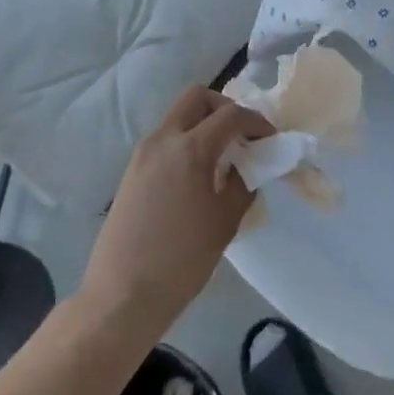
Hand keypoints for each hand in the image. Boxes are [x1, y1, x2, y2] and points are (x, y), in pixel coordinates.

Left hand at [80, 85, 274, 339]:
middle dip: (225, 108)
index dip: (257, 122)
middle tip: (243, 136)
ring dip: (204, 124)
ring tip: (224, 158)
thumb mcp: (226, 222)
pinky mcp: (132, 171)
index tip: (271, 139)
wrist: (122, 296)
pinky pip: (166, 140)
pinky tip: (200, 175)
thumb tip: (251, 166)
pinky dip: (187, 142)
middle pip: (197, 98)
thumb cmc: (182, 260)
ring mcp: (142, 154)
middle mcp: (163, 140)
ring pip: (179, 117)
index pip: (231, 115)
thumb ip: (244, 184)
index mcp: (190, 149)